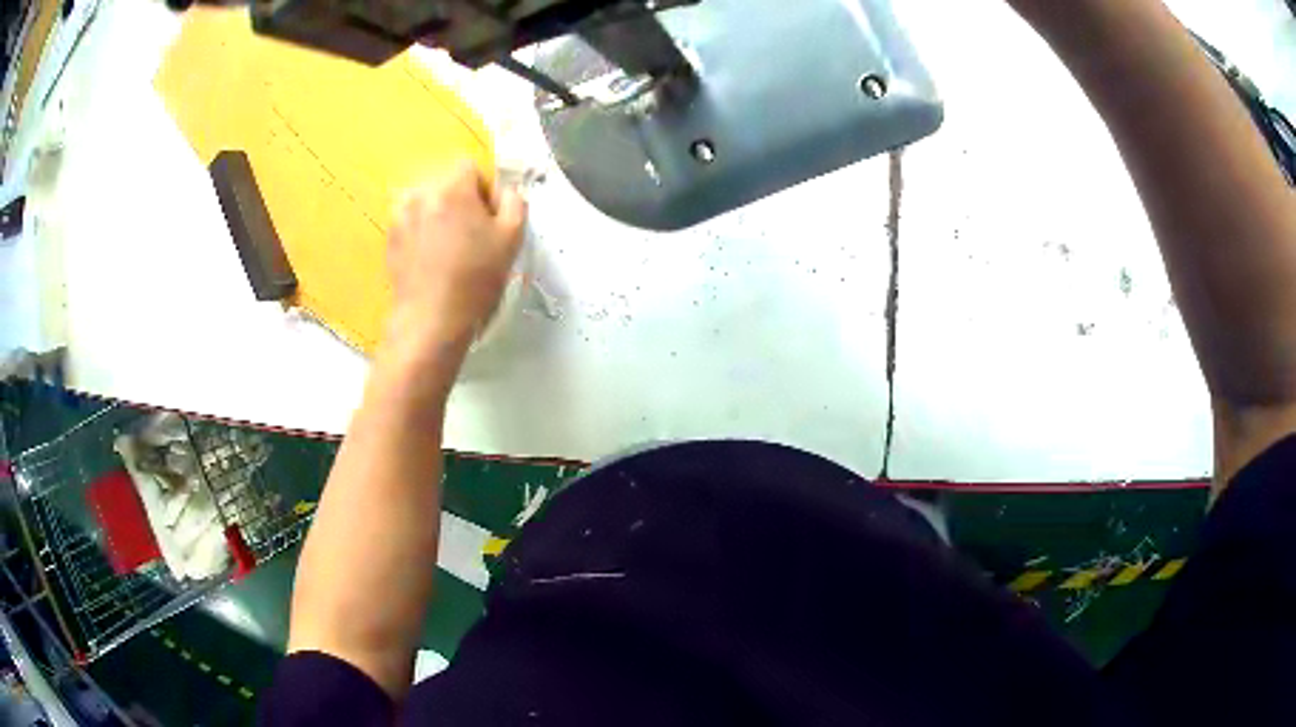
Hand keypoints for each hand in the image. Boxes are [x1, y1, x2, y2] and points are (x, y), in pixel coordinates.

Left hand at [384, 162, 526, 364]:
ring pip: (427, 202)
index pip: (469, 168)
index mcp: (452, 188)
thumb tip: (505, 192)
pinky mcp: (389, 237)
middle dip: (460, 201)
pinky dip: (422, 232)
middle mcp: (421, 194)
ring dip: (439, 215)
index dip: (483, 189)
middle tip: (470, 235)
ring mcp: (400, 216)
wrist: (431, 319)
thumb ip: (514, 202)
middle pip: (446, 183)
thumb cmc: (475, 279)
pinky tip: (431, 260)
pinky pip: (411, 222)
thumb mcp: (512, 238)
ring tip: (448, 248)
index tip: (488, 217)